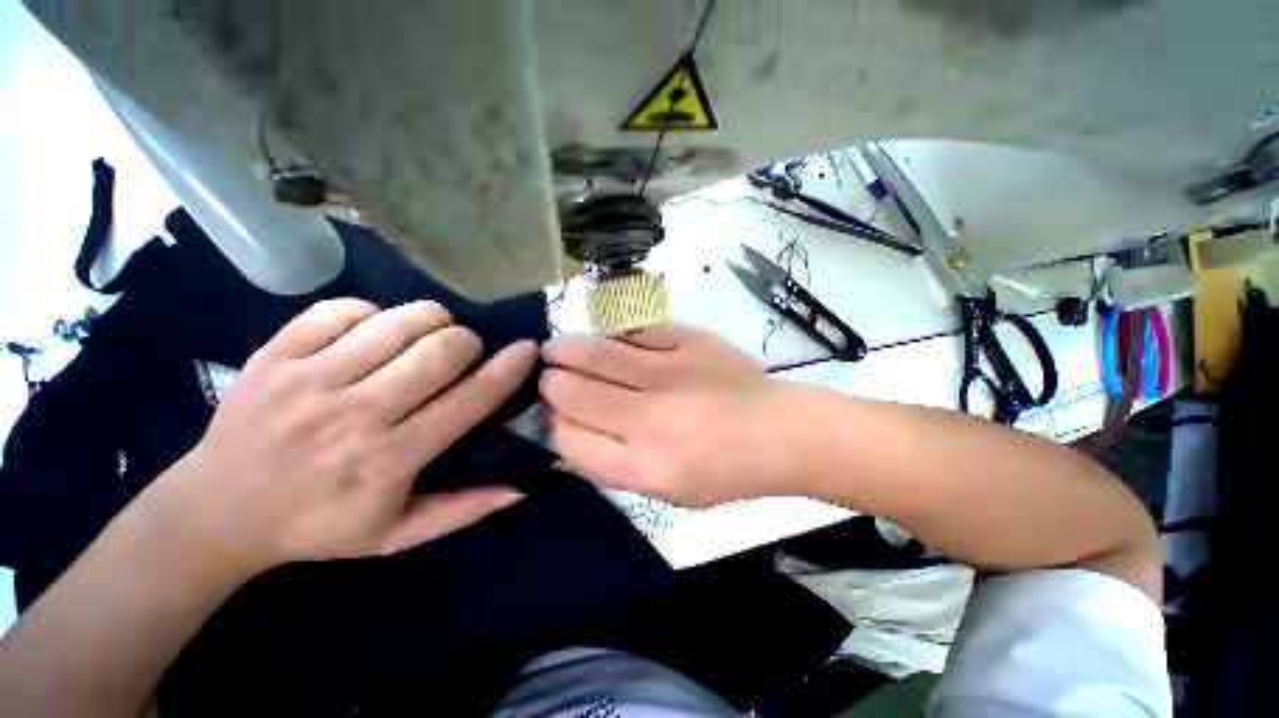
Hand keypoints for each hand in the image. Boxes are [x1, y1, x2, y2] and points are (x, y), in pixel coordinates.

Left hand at [143, 299, 536, 578]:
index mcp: (390, 459)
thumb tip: (520, 488)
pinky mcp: (275, 353)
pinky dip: (373, 314)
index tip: (528, 348)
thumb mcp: (395, 536)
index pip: (472, 398)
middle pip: (442, 348)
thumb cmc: (316, 526)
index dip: (510, 368)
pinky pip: (344, 309)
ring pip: (400, 320)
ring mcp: (310, 378)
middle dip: (469, 342)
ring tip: (428, 337)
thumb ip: (463, 510)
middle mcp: (355, 413)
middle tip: (464, 354)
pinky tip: (373, 334)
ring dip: (432, 321)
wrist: (215, 512)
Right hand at [540, 324, 795, 506]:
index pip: (569, 439)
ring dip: (566, 350)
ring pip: (596, 354)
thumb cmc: (724, 471)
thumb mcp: (665, 491)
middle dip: (551, 383)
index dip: (552, 422)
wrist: (778, 432)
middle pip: (575, 393)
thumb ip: (613, 464)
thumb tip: (567, 430)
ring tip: (555, 349)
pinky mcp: (689, 341)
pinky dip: (611, 336)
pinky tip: (603, 339)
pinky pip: (634, 332)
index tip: (551, 411)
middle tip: (549, 375)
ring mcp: (671, 374)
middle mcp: (651, 420)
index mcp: (645, 467)